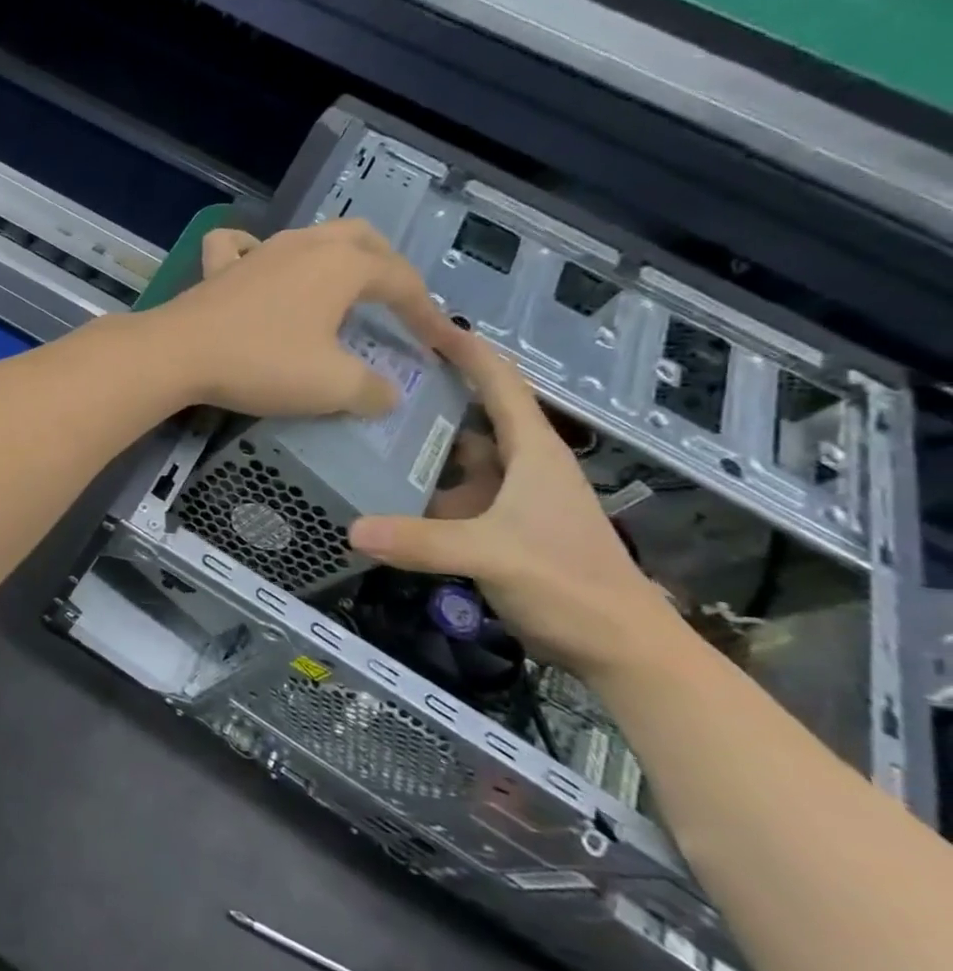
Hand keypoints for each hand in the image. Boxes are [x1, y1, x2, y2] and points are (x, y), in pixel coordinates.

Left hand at [141, 221, 460, 417]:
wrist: (178, 354)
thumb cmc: (263, 363)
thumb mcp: (331, 385)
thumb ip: (371, 390)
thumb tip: (389, 394)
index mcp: (342, 266)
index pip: (401, 281)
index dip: (426, 312)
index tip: (437, 343)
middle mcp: (304, 246)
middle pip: (361, 239)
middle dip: (387, 265)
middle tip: (396, 299)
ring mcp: (258, 252)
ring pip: (309, 237)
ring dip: (333, 257)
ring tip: (341, 285)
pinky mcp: (218, 268)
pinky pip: (239, 246)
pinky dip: (254, 250)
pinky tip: (256, 264)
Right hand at [348, 330, 682, 677]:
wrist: (619, 648)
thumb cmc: (570, 584)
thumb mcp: (494, 555)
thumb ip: (422, 541)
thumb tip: (351, 530)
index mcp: (531, 453)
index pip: (499, 383)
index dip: (465, 349)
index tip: (422, 322)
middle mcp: (518, 466)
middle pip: (469, 415)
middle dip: (427, 393)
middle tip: (370, 376)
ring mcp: (506, 499)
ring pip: (455, 459)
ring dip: (418, 444)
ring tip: (362, 427)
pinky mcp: (494, 529)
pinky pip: (448, 496)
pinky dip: (417, 490)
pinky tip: (380, 490)